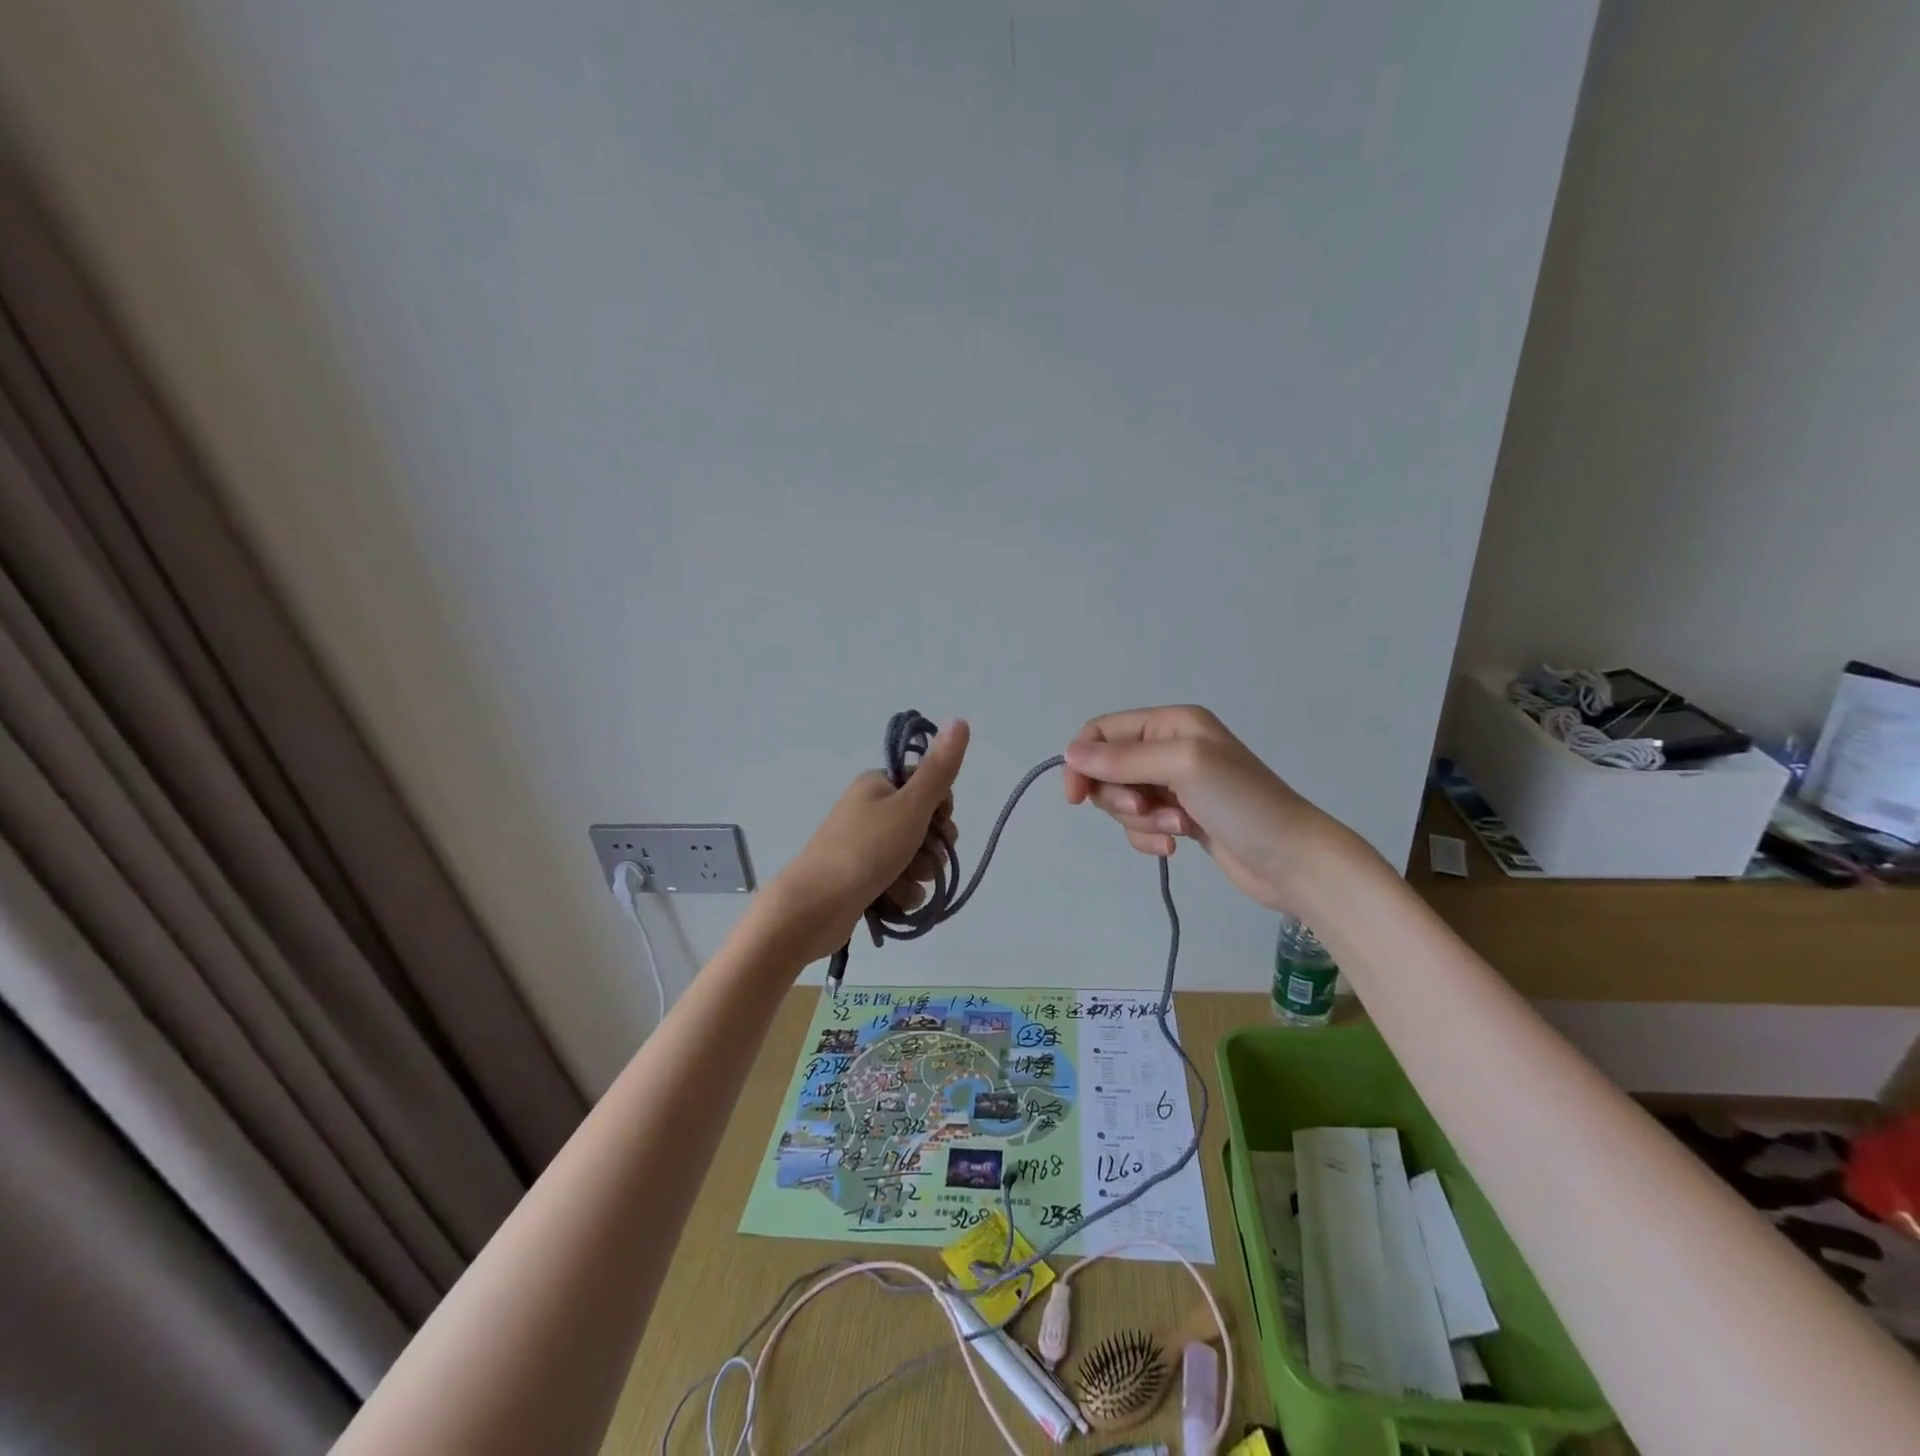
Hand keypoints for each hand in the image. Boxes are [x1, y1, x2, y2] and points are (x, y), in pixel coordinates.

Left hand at [760, 720, 969, 964]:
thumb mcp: (910, 806)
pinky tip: (894, 902)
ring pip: (915, 858)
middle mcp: (871, 811)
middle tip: (921, 858)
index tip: (938, 823)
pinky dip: (902, 893)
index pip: (929, 788)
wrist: (814, 907)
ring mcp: (865, 847)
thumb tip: (959, 720)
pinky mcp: (862, 880)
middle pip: (925, 826)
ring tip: (902, 883)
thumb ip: (939, 770)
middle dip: (932, 848)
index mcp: (879, 785)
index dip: (942, 810)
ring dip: (919, 875)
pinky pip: (900, 883)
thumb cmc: (865, 850)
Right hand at [1062, 706, 1342, 914]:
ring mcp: (1175, 785)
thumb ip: (1123, 758)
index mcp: (1171, 723)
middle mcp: (1170, 748)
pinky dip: (1149, 837)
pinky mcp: (1181, 818)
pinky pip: (1141, 824)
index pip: (1103, 731)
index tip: (1076, 797)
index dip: (1082, 760)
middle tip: (1147, 808)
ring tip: (1176, 829)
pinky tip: (1175, 847)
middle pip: (1108, 769)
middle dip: (1119, 795)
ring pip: (1123, 800)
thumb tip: (1069, 754)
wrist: (1292, 859)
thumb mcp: (1182, 765)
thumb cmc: (1240, 802)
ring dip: (1140, 820)